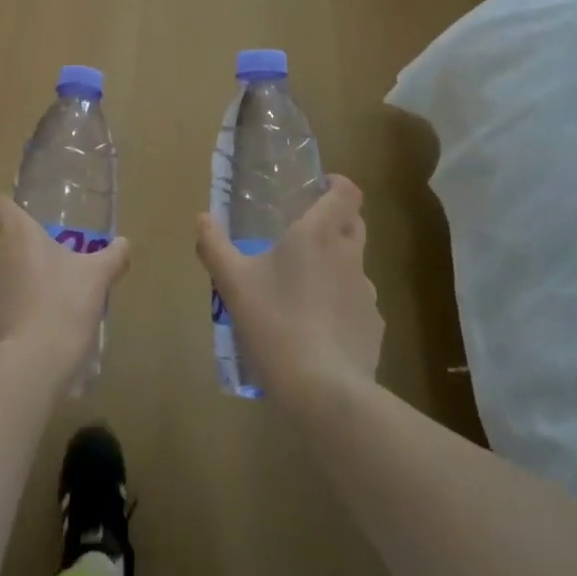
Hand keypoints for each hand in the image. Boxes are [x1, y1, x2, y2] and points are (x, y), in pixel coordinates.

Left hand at [0, 198, 130, 377]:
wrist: (35, 358)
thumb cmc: (66, 303)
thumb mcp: (98, 277)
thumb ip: (113, 256)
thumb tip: (125, 243)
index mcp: (17, 232)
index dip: (9, 211)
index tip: (26, 226)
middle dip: (11, 250)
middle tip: (38, 269)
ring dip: (1, 282)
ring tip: (28, 303)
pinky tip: (13, 330)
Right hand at [195, 176, 381, 399]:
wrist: (323, 390)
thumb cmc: (275, 322)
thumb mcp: (232, 283)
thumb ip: (214, 246)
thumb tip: (202, 218)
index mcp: (317, 235)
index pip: (347, 194)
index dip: (338, 185)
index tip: (320, 187)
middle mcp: (349, 257)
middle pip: (354, 225)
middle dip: (336, 221)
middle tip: (303, 234)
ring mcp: (367, 294)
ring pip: (354, 266)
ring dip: (335, 267)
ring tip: (303, 290)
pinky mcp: (373, 328)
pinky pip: (356, 305)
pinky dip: (340, 306)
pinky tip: (317, 330)